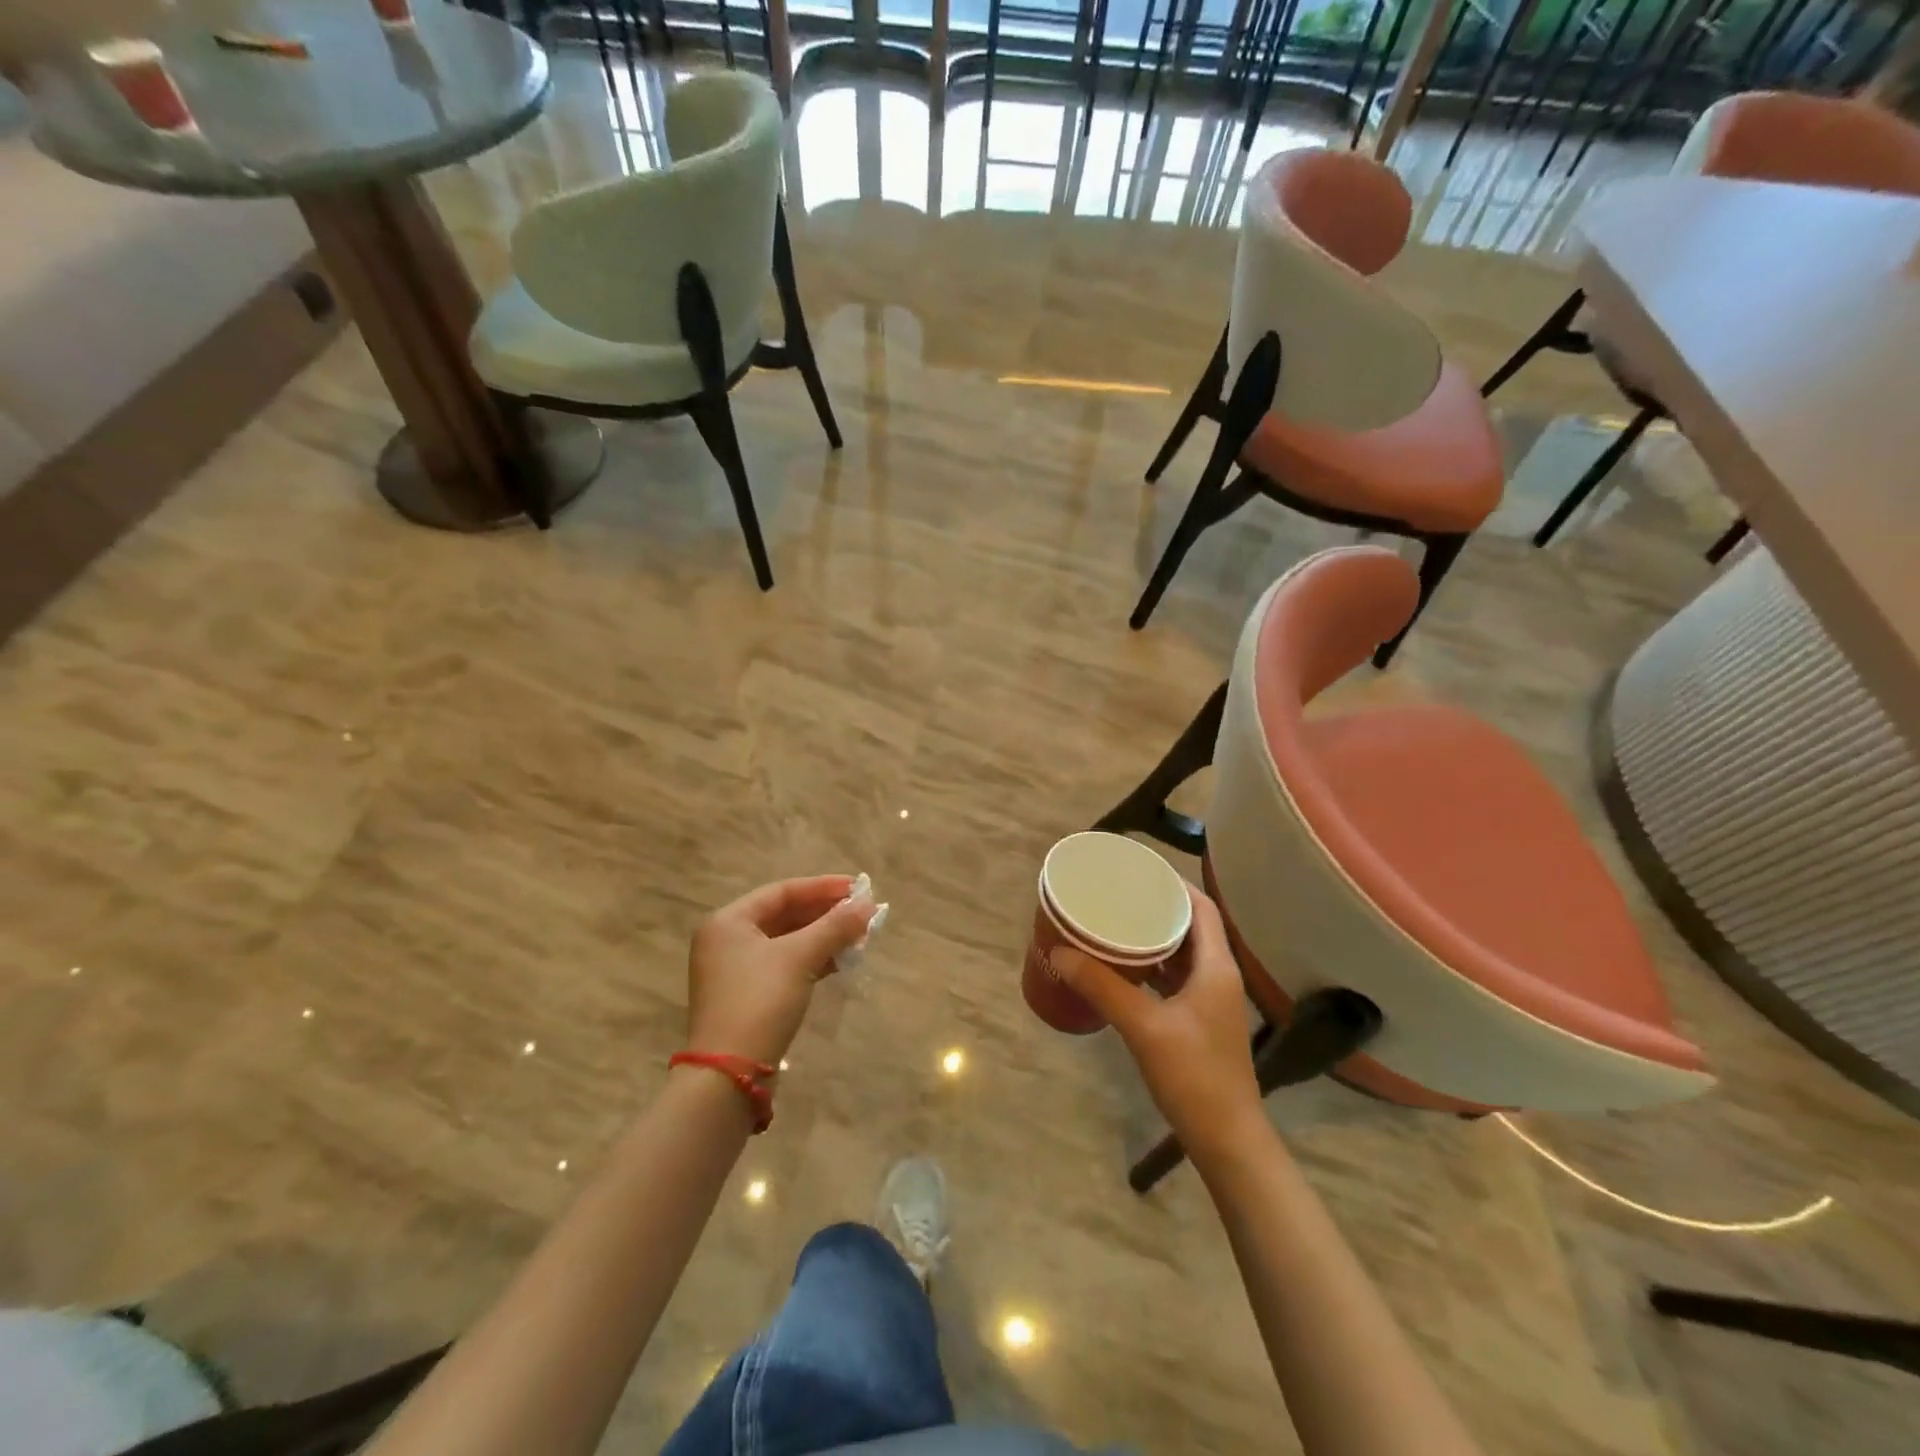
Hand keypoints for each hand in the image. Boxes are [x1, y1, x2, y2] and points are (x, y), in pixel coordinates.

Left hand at [685, 875, 875, 1065]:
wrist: (730, 1075)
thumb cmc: (760, 1002)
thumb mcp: (800, 958)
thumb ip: (835, 926)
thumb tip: (868, 905)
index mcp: (728, 921)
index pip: (782, 892)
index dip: (823, 887)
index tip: (858, 888)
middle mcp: (727, 940)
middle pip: (784, 915)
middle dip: (826, 914)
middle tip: (862, 913)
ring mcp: (735, 971)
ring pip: (787, 942)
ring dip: (823, 937)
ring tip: (859, 936)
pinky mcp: (747, 996)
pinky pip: (784, 965)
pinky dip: (812, 960)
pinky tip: (840, 961)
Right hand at [1050, 884, 1263, 1161]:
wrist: (1228, 1140)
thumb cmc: (1194, 1076)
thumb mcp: (1144, 1027)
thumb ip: (1103, 987)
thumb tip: (1060, 952)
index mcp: (1216, 967)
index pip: (1201, 907)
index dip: (1173, 883)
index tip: (1138, 870)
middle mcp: (1218, 976)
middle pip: (1191, 926)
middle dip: (1157, 907)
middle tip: (1117, 894)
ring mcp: (1211, 1001)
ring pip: (1182, 954)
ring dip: (1154, 937)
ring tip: (1115, 922)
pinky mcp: (1199, 1022)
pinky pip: (1176, 978)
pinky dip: (1153, 966)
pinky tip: (1124, 968)